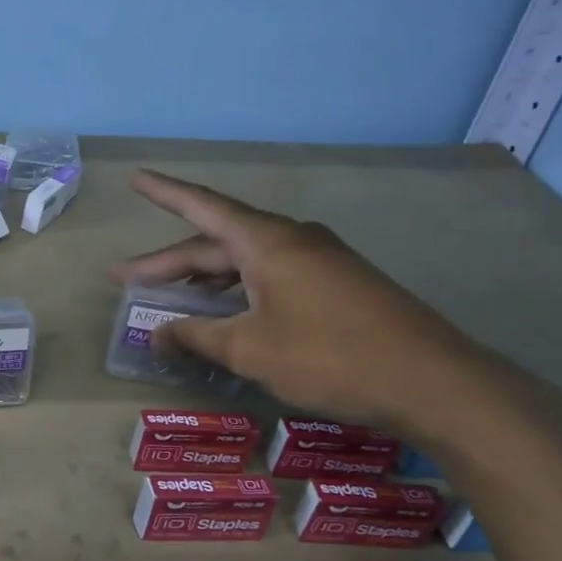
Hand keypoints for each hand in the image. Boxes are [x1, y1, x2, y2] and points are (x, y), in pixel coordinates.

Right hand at [112, 170, 495, 433]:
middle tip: (128, 280)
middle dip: (171, 262)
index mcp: (266, 242)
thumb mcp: (250, 349)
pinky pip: (272, 275)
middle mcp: (292, 240)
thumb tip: (156, 334)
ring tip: (171, 300)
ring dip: (206, 279)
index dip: (164, 193)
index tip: (135, 179)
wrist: (433, 382)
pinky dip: (239, 290)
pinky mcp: (338, 284)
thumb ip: (197, 337)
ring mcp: (320, 260)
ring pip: (246, 261)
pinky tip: (228, 314)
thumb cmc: (329, 356)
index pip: (202, 207)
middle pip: (218, 241)